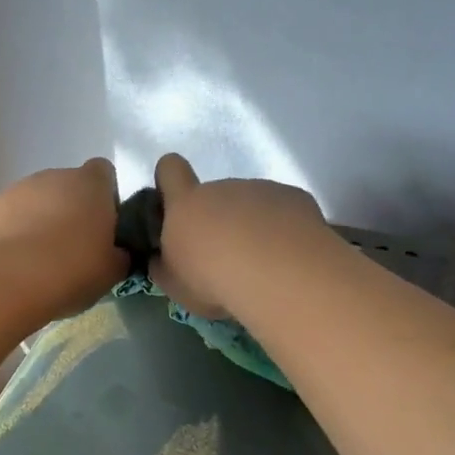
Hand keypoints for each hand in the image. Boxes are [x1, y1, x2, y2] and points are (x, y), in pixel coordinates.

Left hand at [0, 158, 127, 316]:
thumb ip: (119, 254)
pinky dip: (13, 236)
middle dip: (71, 212)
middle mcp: (52, 177)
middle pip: (68, 187)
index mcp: (89, 184)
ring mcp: (15, 190)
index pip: (104, 173)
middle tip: (74, 252)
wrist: (4, 281)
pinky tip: (14, 267)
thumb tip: (116, 252)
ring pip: (35, 203)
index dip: (106, 198)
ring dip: (40, 224)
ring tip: (40, 263)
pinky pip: (8, 220)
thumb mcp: (111, 272)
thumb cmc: (70, 270)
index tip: (104, 228)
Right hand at [149, 153, 333, 319]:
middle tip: (227, 259)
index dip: (170, 180)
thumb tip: (160, 257)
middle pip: (215, 195)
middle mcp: (223, 188)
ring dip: (253, 226)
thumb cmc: (215, 281)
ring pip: (251, 204)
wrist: (279, 275)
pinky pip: (283, 210)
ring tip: (263, 263)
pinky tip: (288, 257)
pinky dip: (283, 229)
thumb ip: (164, 266)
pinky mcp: (294, 197)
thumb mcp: (176, 285)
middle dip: (219, 220)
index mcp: (186, 205)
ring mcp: (261, 189)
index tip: (176, 204)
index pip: (169, 169)